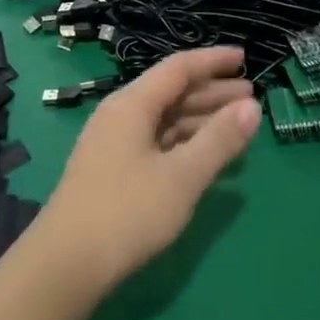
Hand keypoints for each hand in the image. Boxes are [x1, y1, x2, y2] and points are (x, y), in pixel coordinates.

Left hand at [27, 48, 258, 298]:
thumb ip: (219, 140)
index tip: (244, 58)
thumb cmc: (128, 211)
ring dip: (200, 119)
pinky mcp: (113, 171)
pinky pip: (156, 142)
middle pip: (171, 92)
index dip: (212, 61)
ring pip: (164, 120)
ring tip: (237, 126)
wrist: (67, 262)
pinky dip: (184, 143)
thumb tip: (252, 106)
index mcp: (131, 104)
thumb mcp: (182, 176)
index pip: (177, 69)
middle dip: (211, 92)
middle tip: (252, 97)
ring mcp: (113, 144)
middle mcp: (120, 115)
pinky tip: (206, 157)